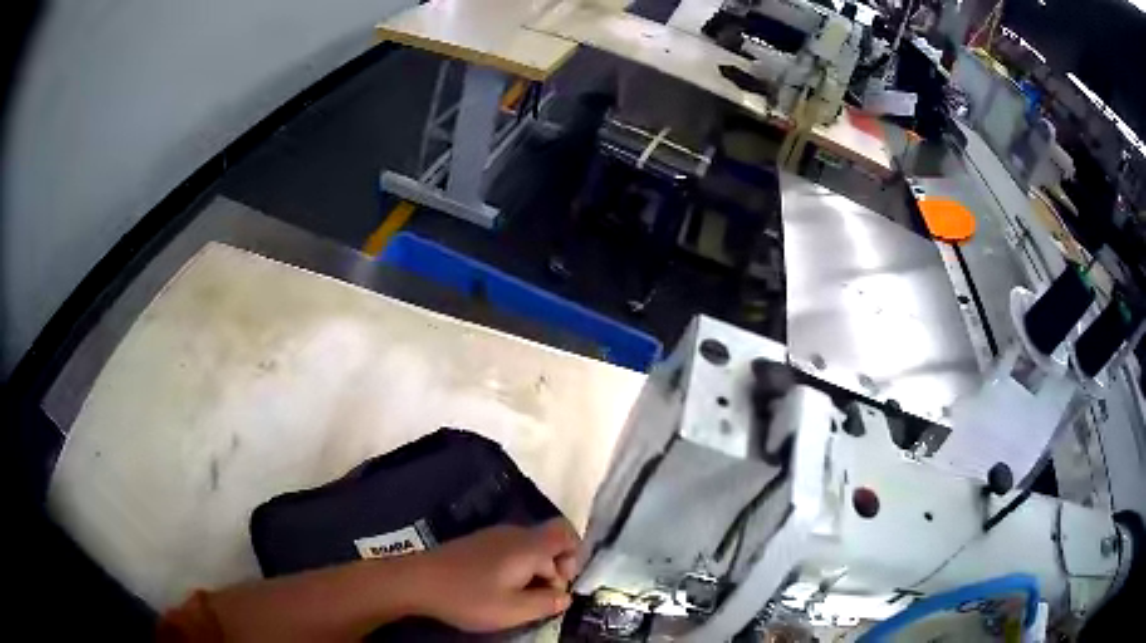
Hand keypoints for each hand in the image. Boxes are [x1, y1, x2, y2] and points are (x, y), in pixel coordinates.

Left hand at [409, 518, 581, 631]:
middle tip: (539, 600)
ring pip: (530, 550)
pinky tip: (499, 590)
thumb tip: (566, 596)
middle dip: (554, 572)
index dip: (575, 555)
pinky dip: (516, 570)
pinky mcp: (478, 543)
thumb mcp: (514, 610)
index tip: (561, 584)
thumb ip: (548, 603)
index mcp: (528, 545)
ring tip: (518, 599)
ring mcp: (493, 536)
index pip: (567, 532)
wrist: (417, 581)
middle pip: (549, 544)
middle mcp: (514, 533)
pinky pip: (511, 551)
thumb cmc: (469, 597)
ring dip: (534, 573)